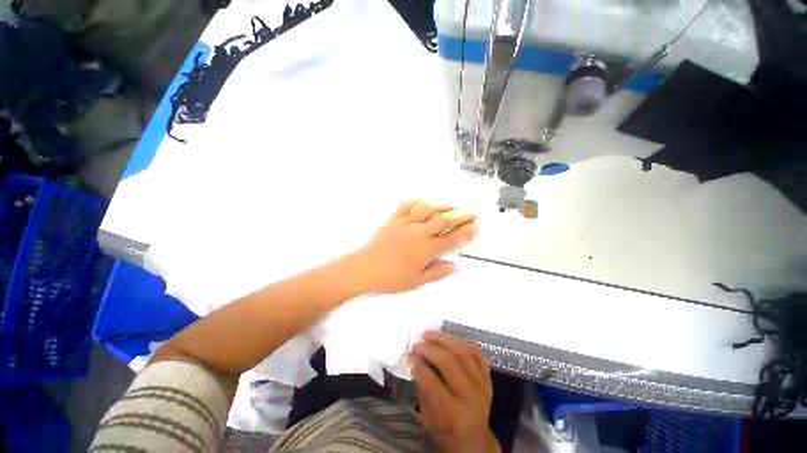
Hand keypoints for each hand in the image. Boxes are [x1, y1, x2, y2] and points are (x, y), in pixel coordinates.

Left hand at [355, 199, 477, 293]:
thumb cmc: (391, 279)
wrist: (364, 269)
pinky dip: (416, 201)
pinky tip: (423, 201)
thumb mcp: (417, 281)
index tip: (475, 226)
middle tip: (472, 213)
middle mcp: (418, 233)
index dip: (466, 232)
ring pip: (427, 209)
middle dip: (461, 215)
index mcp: (425, 250)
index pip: (451, 239)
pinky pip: (406, 206)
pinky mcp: (393, 219)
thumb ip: (438, 272)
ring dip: (442, 206)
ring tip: (451, 206)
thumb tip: (456, 266)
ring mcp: (405, 224)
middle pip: (443, 220)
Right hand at [409, 333, 499, 452]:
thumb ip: (423, 387)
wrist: (474, 441)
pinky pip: (477, 353)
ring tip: (429, 335)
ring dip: (444, 340)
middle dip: (430, 349)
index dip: (419, 366)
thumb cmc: (446, 430)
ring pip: (463, 353)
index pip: (433, 382)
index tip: (409, 355)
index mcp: (454, 414)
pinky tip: (449, 339)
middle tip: (417, 344)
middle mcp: (471, 397)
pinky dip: (463, 343)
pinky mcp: (488, 378)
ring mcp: (482, 385)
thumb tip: (415, 359)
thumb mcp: (428, 416)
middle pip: (449, 363)